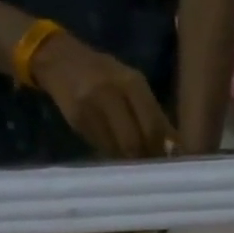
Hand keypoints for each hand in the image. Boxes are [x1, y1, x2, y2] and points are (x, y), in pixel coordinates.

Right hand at [32, 32, 178, 158]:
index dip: (162, 149)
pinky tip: (116, 158)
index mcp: (132, 82)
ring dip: (128, 162)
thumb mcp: (130, 84)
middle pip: (135, 140)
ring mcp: (92, 107)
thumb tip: (173, 146)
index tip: (169, 164)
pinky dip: (112, 156)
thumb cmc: (103, 74)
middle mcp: (112, 92)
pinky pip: (100, 147)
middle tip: (151, 172)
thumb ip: (151, 112)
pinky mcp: (77, 120)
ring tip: (135, 168)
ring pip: (116, 148)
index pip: (154, 125)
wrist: (61, 60)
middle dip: (144, 159)